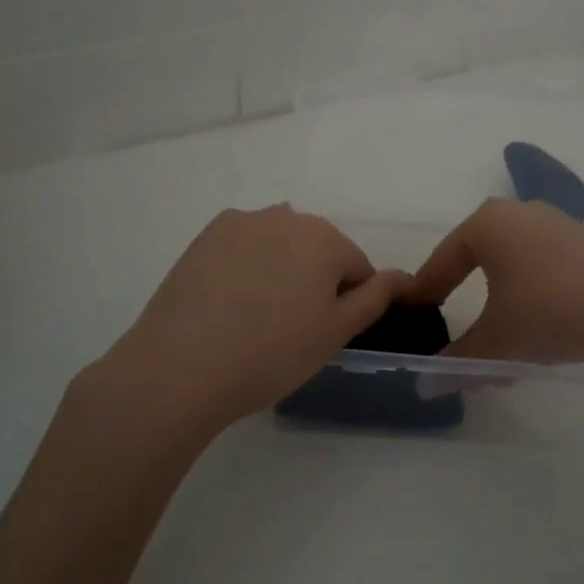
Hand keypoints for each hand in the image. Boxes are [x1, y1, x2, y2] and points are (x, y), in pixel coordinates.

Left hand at [92, 205, 410, 434]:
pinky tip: (229, 304)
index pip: (357, 266)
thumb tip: (404, 276)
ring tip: (257, 317)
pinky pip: (243, 246)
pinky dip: (246, 267)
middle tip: (291, 329)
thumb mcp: (336, 332)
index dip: (348, 302)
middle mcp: (284, 216)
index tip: (323, 334)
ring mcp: (240, 223)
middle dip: (314, 280)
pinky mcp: (204, 236)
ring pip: (279, 245)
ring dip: (280, 270)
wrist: (180, 367)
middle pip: (317, 248)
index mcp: (323, 237)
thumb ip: (375, 297)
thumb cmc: (271, 354)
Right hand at [408, 198, 583, 364]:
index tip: (414, 314)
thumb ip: (457, 362)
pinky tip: (539, 323)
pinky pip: (543, 264)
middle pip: (477, 256)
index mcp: (487, 224)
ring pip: (512, 262)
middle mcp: (518, 212)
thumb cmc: (549, 310)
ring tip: (498, 332)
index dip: (425, 291)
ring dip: (499, 294)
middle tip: (451, 321)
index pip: (442, 260)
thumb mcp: (496, 342)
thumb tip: (425, 386)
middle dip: (463, 291)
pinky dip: (531, 291)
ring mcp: (557, 223)